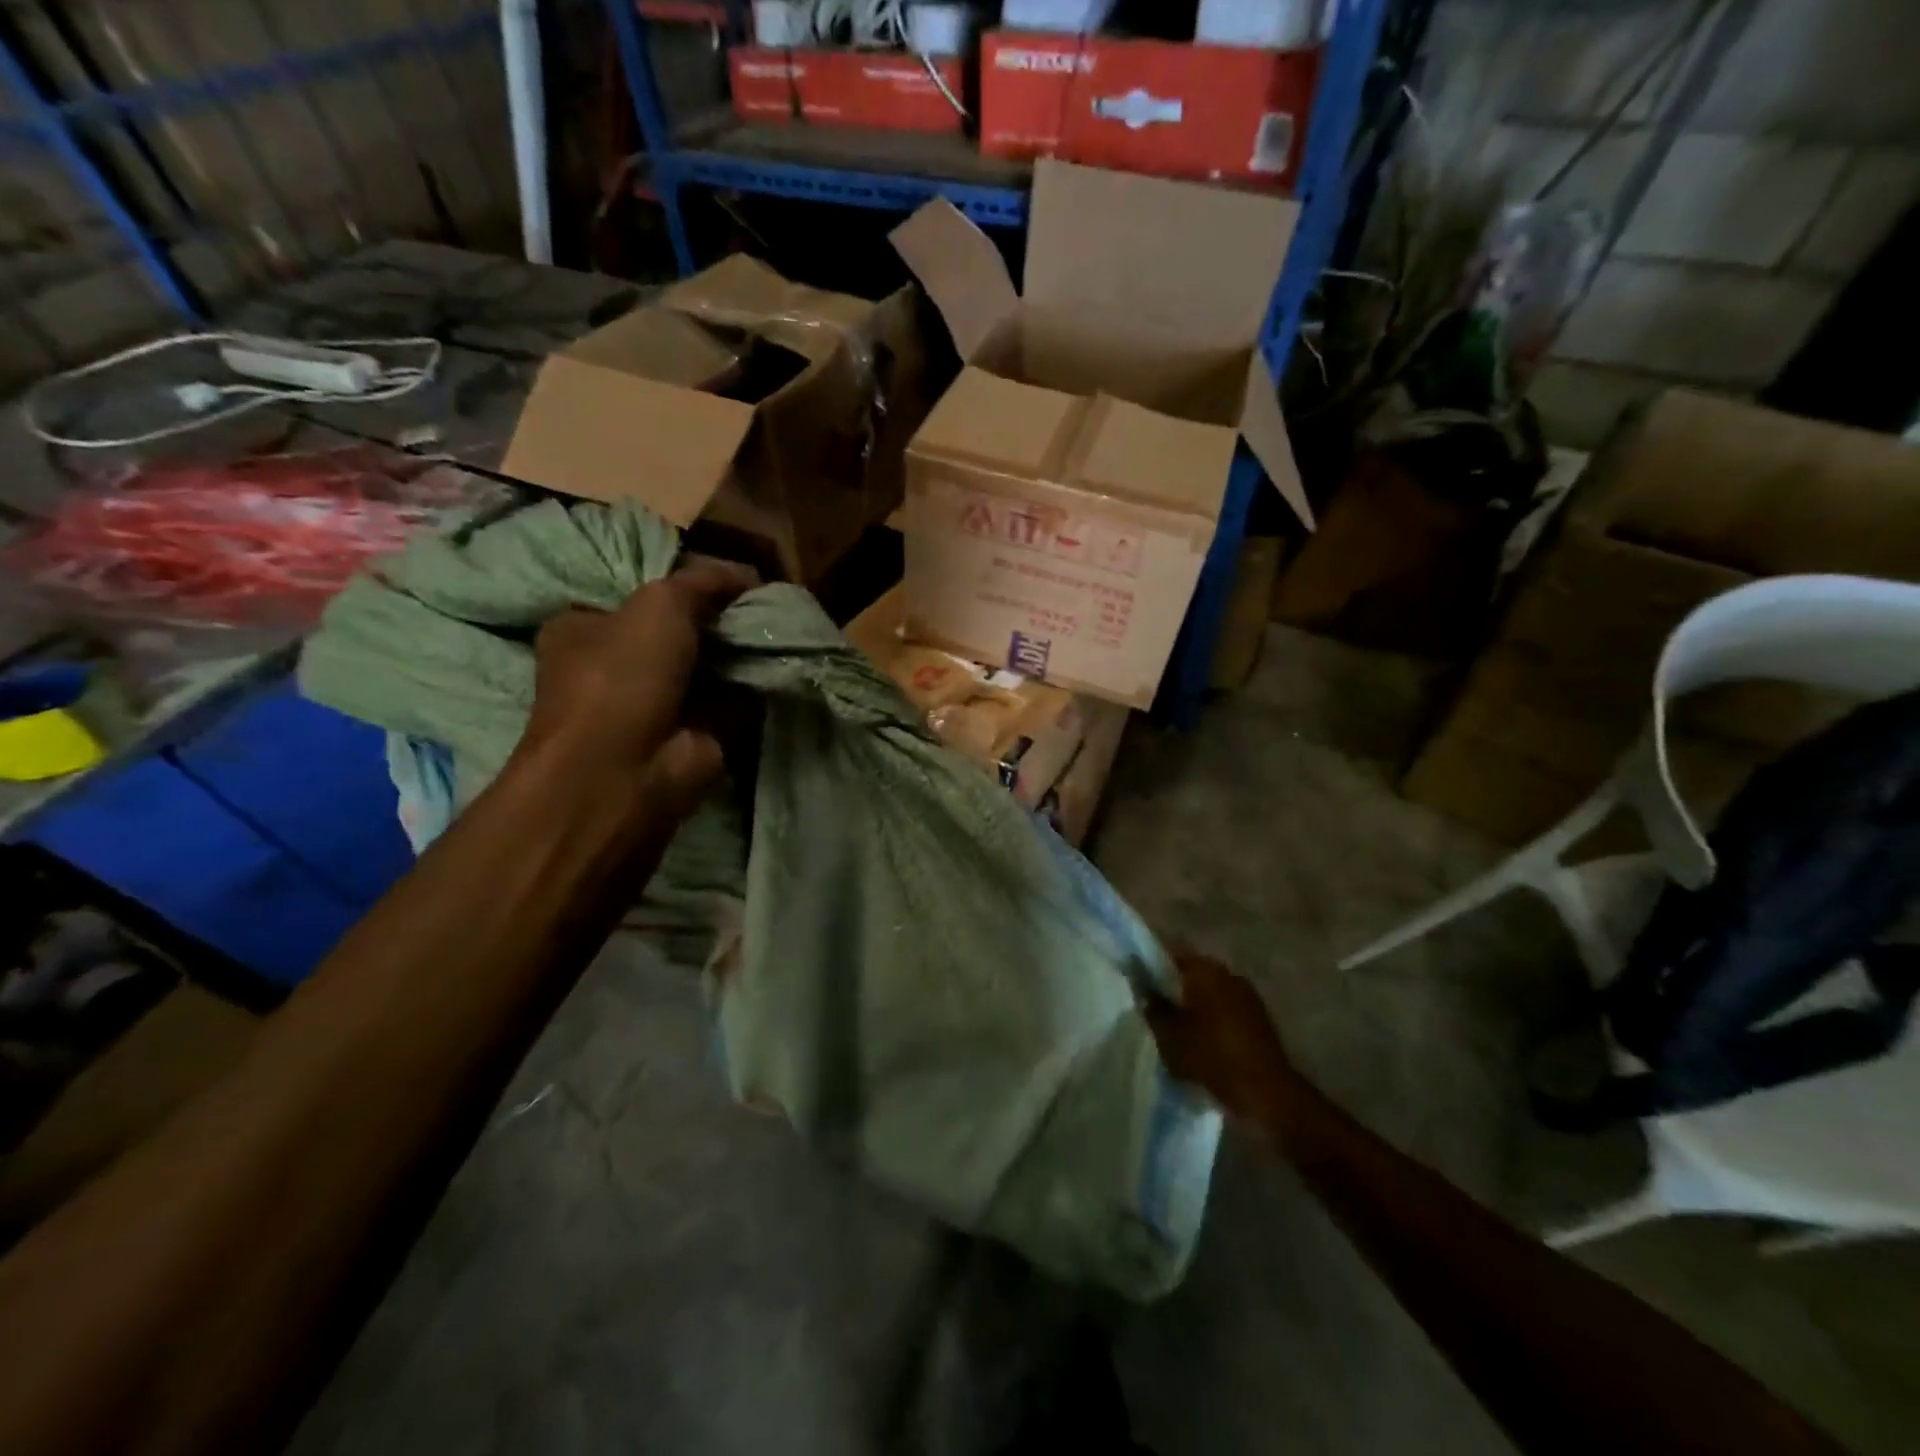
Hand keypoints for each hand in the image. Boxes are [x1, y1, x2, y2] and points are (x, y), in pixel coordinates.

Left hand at [516, 557, 757, 813]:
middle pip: (679, 629)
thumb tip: (748, 574)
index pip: (640, 593)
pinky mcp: (691, 733)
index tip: (729, 578)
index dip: (684, 582)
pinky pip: (729, 698)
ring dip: (739, 651)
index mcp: (586, 627)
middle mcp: (615, 664)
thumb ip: (703, 581)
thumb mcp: (661, 604)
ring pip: (707, 664)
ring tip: (779, 627)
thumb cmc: (623, 676)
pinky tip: (780, 665)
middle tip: (761, 603)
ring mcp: (654, 702)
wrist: (630, 770)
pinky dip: (753, 686)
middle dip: (718, 618)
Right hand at [1143, 952, 1300, 1129]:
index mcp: (1205, 969)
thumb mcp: (1169, 1035)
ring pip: (1210, 992)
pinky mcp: (1259, 1019)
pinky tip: (1200, 1038)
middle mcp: (1228, 974)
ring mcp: (1248, 996)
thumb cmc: (1211, 1056)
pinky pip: (1226, 1010)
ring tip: (1175, 1025)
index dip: (1151, 962)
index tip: (1136, 976)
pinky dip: (1212, 1018)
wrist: (1265, 1094)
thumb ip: (1153, 1008)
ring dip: (1194, 1003)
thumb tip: (1144, 991)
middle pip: (1192, 972)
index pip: (1171, 953)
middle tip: (1153, 1004)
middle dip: (1173, 985)